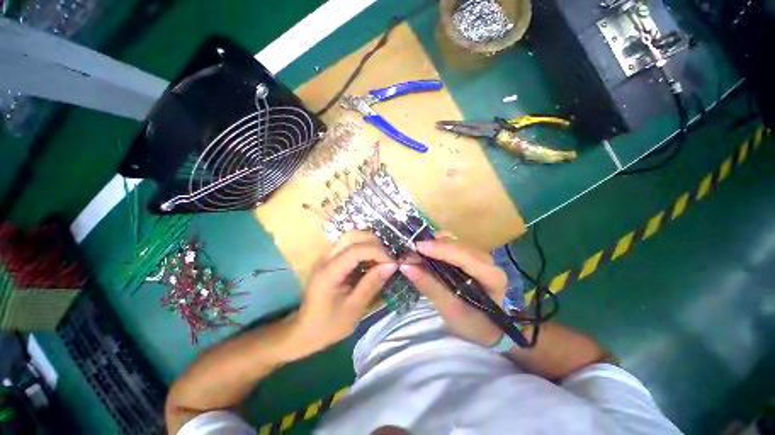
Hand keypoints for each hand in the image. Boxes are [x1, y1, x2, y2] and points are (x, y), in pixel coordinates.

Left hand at [287, 231, 396, 358]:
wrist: (304, 331)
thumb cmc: (328, 325)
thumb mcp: (353, 309)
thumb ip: (371, 284)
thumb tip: (391, 266)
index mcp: (329, 272)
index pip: (356, 250)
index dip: (378, 252)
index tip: (393, 264)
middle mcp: (326, 258)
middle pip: (352, 235)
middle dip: (374, 242)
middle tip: (388, 259)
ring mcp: (327, 257)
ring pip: (351, 237)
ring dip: (369, 243)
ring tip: (382, 259)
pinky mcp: (330, 259)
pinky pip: (349, 245)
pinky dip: (364, 247)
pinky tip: (372, 261)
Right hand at [399, 235, 506, 346]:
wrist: (487, 327)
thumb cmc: (471, 323)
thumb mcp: (449, 309)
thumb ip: (429, 286)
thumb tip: (405, 266)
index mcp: (491, 277)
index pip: (464, 256)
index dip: (440, 249)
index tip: (417, 247)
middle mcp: (487, 261)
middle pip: (458, 245)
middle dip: (432, 246)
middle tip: (409, 252)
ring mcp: (479, 255)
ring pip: (454, 241)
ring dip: (432, 245)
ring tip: (415, 253)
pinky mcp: (470, 255)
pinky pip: (452, 244)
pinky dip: (436, 246)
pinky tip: (425, 252)